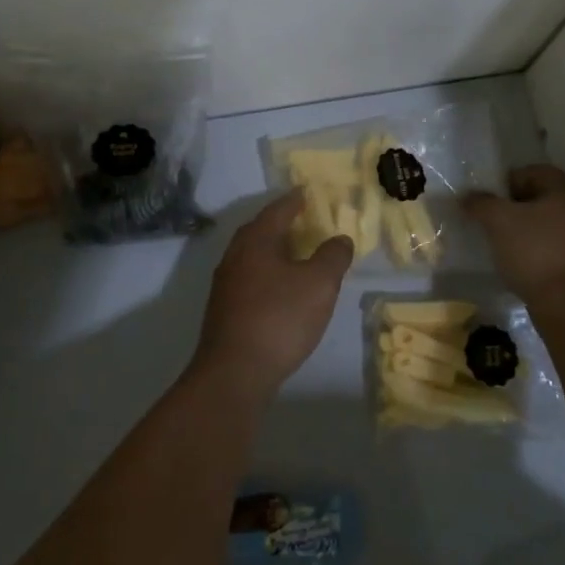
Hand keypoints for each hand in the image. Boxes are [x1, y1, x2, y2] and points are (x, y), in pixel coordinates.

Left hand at [191, 189, 353, 398]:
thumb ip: (333, 256)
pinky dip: (268, 273)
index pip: (278, 210)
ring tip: (297, 253)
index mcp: (256, 241)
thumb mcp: (319, 284)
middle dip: (282, 223)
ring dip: (274, 250)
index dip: (295, 200)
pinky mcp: (224, 310)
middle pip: (260, 230)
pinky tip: (281, 289)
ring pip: (252, 255)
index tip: (307, 192)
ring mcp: (225, 284)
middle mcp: (235, 255)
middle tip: (304, 220)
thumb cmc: (279, 318)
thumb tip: (340, 238)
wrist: (234, 372)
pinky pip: (250, 278)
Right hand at [464, 164, 564, 301]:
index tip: (488, 203)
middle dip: (518, 207)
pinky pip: (560, 245)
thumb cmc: (534, 251)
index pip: (532, 172)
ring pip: (553, 222)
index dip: (506, 183)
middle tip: (495, 222)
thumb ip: (480, 203)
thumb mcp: (498, 221)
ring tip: (508, 244)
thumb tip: (467, 196)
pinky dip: (543, 248)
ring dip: (531, 229)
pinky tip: (526, 262)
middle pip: (544, 196)